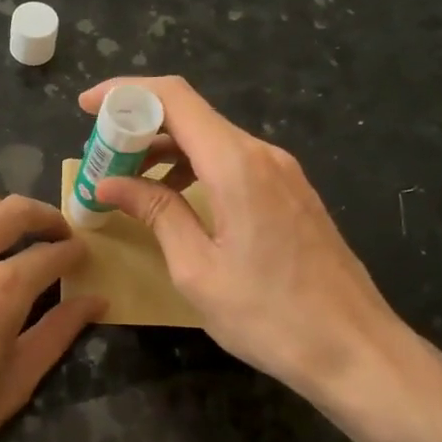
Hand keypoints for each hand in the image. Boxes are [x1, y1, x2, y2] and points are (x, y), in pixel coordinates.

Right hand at [81, 76, 410, 402]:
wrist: (355, 349)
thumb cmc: (269, 315)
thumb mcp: (197, 268)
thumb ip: (156, 213)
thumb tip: (110, 183)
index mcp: (235, 164)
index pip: (174, 98)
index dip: (126, 93)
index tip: (87, 107)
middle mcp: (262, 154)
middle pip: (191, 116)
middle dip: (139, 127)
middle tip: (100, 159)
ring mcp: (282, 172)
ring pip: (212, 140)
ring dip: (166, 152)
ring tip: (129, 184)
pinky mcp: (291, 192)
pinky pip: (233, 162)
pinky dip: (195, 168)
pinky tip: (176, 200)